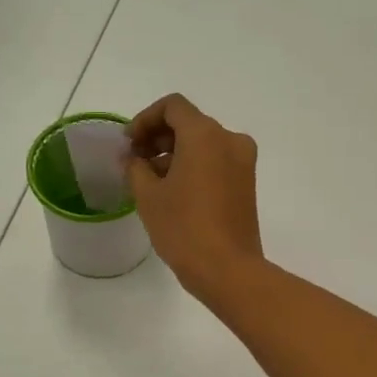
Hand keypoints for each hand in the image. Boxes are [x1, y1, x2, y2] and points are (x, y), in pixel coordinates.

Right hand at [127, 94, 263, 304]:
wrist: (228, 269)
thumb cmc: (184, 228)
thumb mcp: (148, 196)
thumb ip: (135, 167)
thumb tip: (133, 158)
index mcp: (205, 134)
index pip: (173, 107)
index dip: (145, 119)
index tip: (129, 144)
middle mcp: (229, 140)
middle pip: (189, 123)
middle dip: (159, 137)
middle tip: (135, 161)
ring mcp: (243, 162)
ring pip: (203, 144)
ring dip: (175, 153)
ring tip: (149, 180)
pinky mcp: (247, 183)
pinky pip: (216, 162)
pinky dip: (194, 166)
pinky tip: (172, 191)